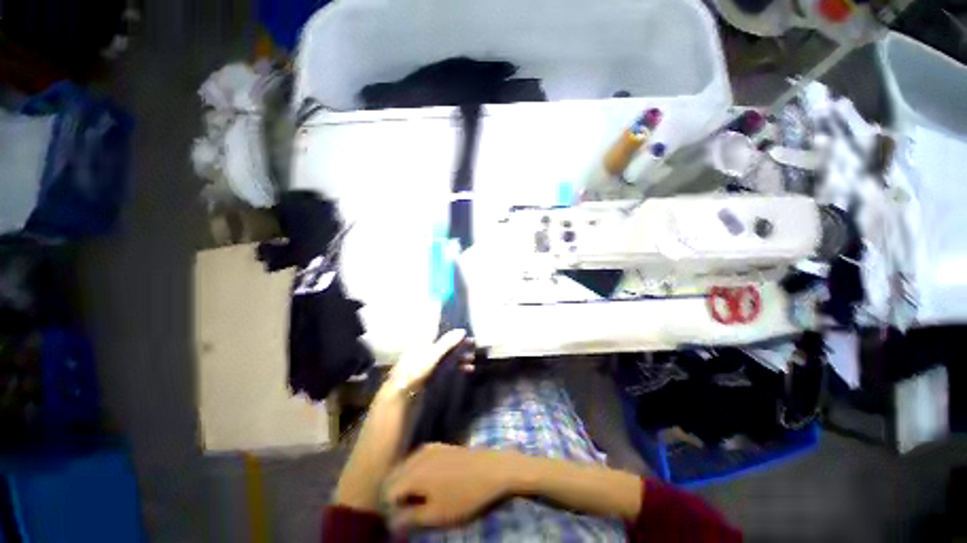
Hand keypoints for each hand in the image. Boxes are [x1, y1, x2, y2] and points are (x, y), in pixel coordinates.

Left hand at [381, 329, 472, 397]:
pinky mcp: (430, 374)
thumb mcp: (432, 354)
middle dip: (459, 345)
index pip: (440, 331)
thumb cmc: (415, 370)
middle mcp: (425, 349)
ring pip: (447, 356)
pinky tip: (466, 370)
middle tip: (473, 347)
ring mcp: (427, 362)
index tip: (466, 333)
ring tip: (472, 360)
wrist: (400, 396)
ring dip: (459, 357)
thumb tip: (462, 330)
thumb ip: (447, 342)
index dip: (453, 331)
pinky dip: (456, 367)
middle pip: (445, 344)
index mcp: (423, 340)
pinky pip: (446, 367)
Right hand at [383, 444, 514, 530]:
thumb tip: (391, 521)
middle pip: (394, 477)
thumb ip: (408, 519)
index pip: (386, 494)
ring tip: (420, 502)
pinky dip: (418, 474)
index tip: (402, 524)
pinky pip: (419, 460)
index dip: (390, 512)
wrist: (495, 469)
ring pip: (406, 468)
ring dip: (406, 485)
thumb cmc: (465, 497)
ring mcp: (430, 447)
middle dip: (397, 496)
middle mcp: (417, 456)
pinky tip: (432, 485)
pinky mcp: (441, 446)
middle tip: (409, 514)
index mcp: (413, 473)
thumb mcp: (436, 516)